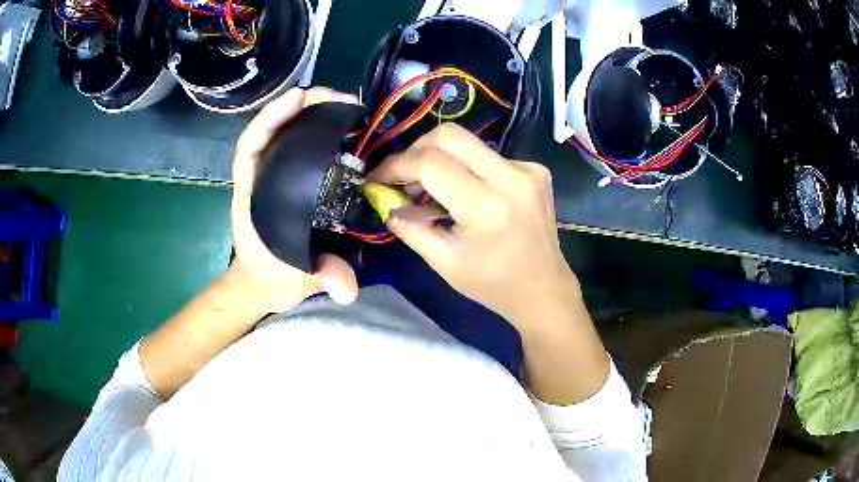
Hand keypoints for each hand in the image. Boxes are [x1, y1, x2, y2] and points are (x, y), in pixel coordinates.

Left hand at [231, 88, 359, 311]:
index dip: (270, 118)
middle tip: (339, 99)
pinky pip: (296, 146)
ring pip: (284, 134)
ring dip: (309, 113)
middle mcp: (259, 180)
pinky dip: (314, 130)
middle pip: (270, 131)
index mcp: (251, 198)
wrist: (262, 285)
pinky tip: (338, 126)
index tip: (299, 98)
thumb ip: (319, 278)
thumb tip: (347, 289)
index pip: (251, 147)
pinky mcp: (286, 180)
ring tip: (342, 105)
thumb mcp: (297, 280)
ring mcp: (271, 177)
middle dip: (299, 107)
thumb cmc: (272, 278)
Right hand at [368, 124, 581, 330]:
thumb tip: (383, 196)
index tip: (378, 178)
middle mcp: (511, 178)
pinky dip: (466, 168)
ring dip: (440, 158)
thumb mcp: (442, 262)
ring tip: (429, 189)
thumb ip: (407, 225)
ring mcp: (527, 170)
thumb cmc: (492, 284)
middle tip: (403, 177)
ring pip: (468, 142)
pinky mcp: (535, 169)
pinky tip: (465, 193)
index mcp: (487, 207)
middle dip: (416, 150)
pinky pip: (487, 155)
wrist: (544, 288)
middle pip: (449, 135)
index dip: (396, 166)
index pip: (430, 164)